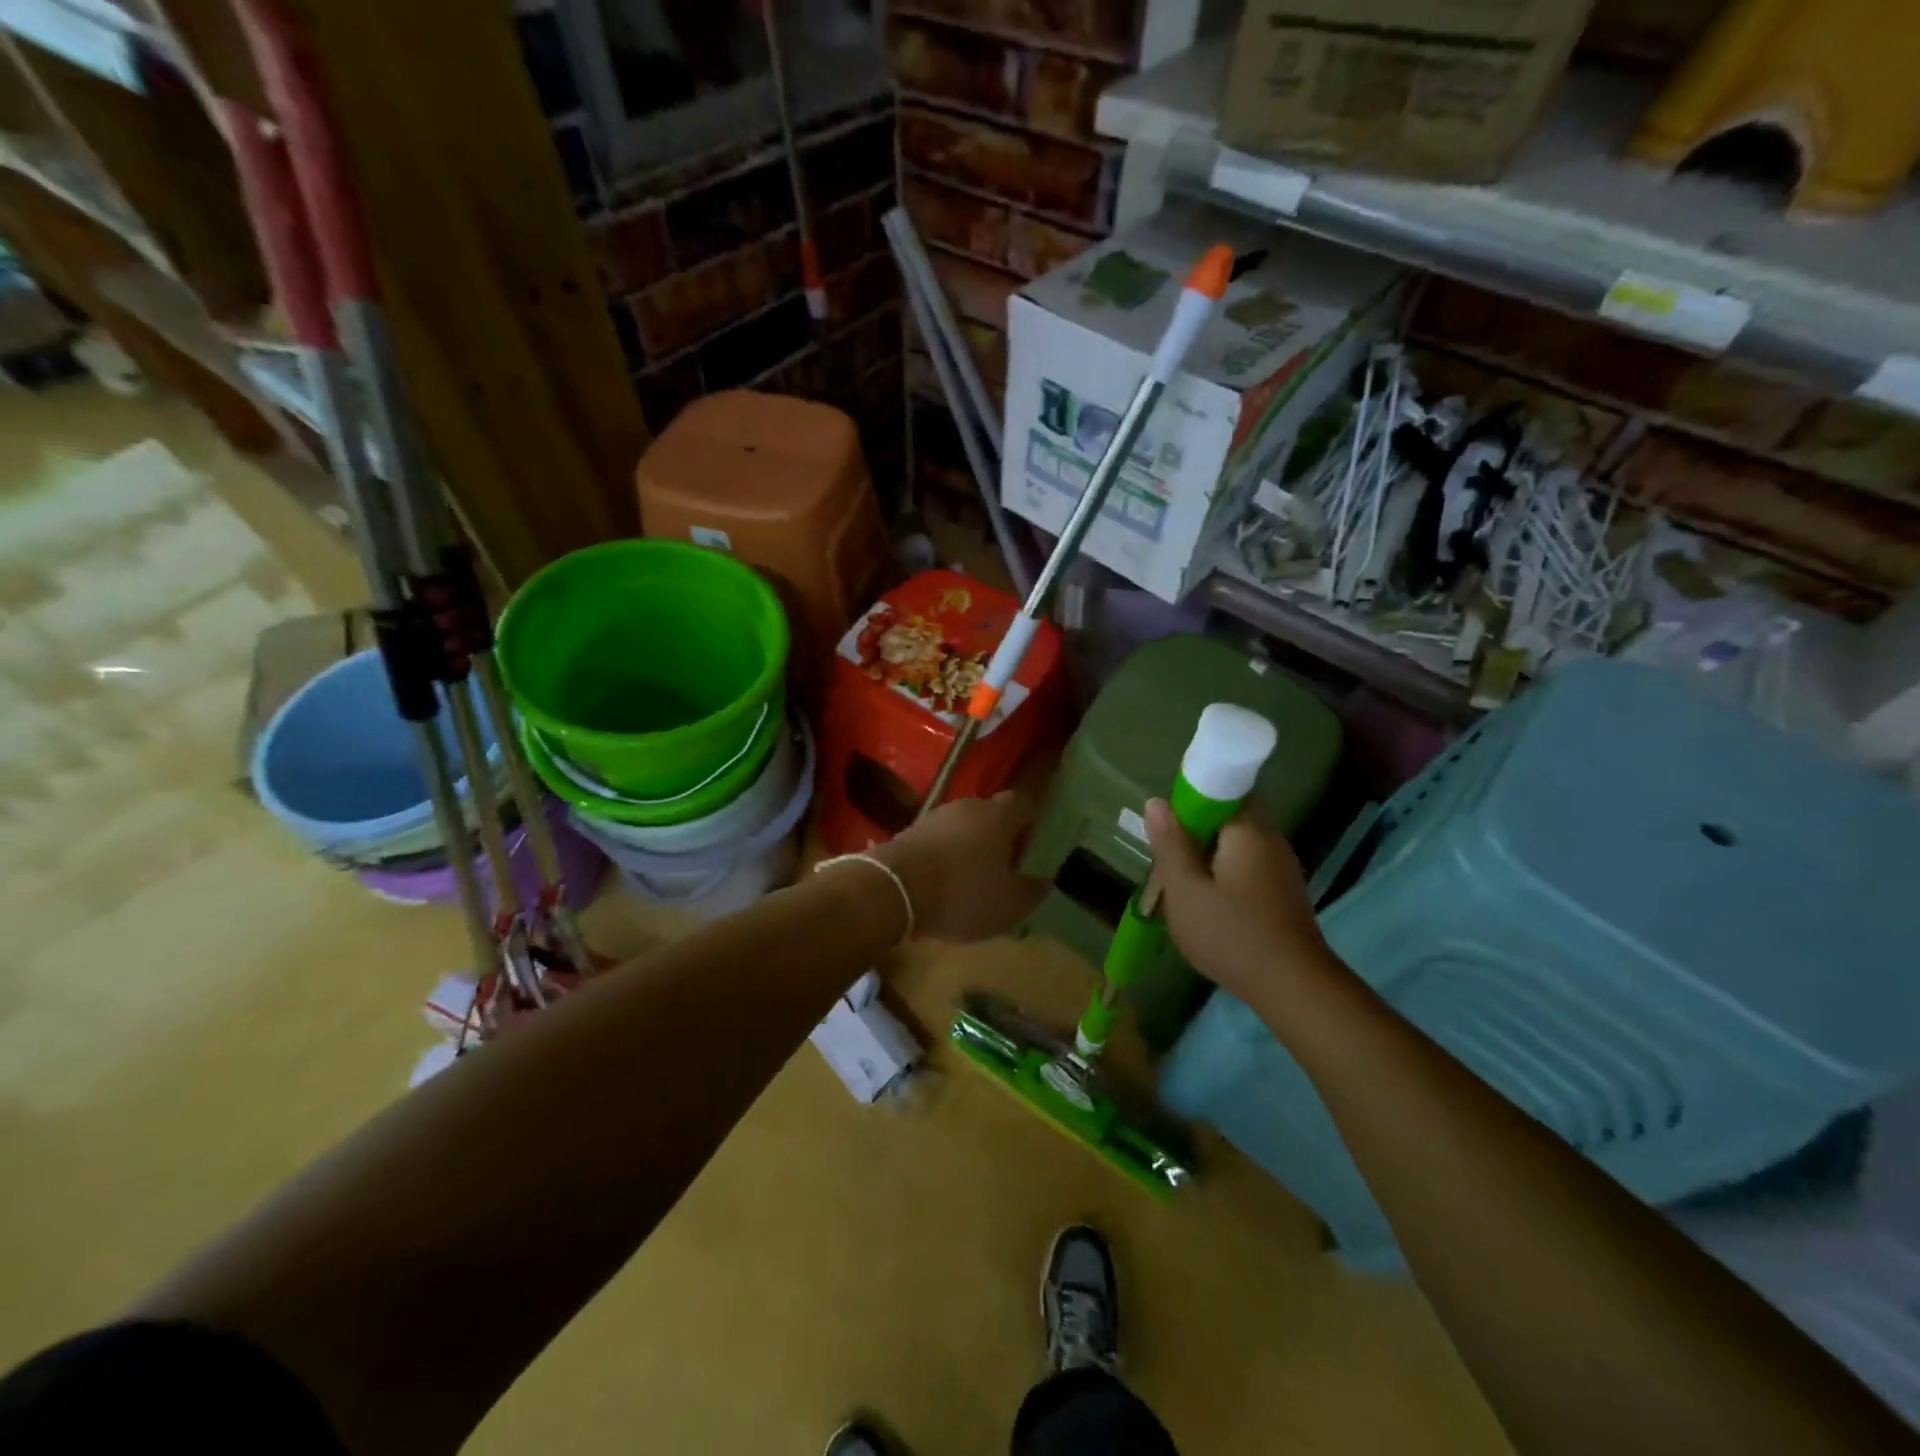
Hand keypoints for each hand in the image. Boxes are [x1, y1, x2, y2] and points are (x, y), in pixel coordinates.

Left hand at [870, 791, 1049, 942]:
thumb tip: (1045, 881)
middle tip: (1002, 869)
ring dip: (968, 848)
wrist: (893, 889)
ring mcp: (934, 816)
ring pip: (962, 827)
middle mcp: (968, 806)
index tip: (1030, 851)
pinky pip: (937, 840)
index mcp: (998, 815)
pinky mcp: (908, 831)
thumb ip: (1032, 891)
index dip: (1030, 825)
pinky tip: (941, 884)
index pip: (1023, 804)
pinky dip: (943, 857)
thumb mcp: (1009, 904)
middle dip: (998, 838)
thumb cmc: (963, 892)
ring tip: (970, 881)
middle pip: (991, 814)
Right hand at [1144, 798, 1342, 1013]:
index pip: (1223, 789)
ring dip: (1208, 857)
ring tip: (1182, 886)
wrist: (1293, 988)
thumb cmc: (1232, 934)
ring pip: (1237, 846)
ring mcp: (1282, 869)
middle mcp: (1271, 841)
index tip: (1167, 826)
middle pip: (1229, 818)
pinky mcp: (1284, 894)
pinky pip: (1248, 868)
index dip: (1191, 800)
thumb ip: (1170, 844)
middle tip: (1167, 860)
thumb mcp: (1185, 891)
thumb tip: (1156, 802)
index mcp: (1249, 831)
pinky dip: (1224, 876)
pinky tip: (1209, 905)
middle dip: (1195, 832)